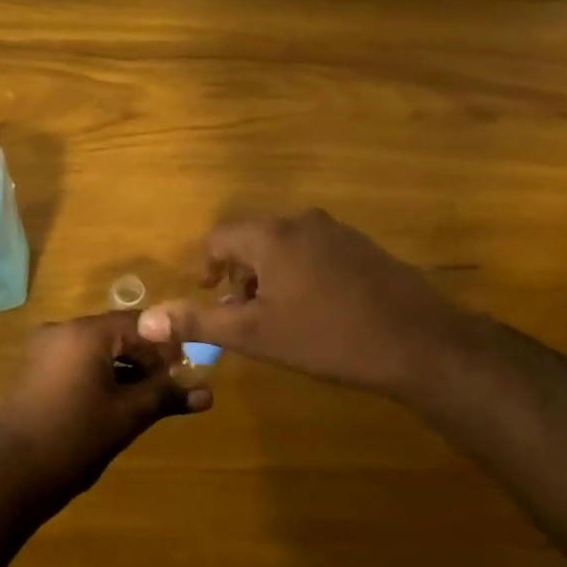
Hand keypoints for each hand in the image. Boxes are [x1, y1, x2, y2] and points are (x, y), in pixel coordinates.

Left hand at [0, 311, 210, 512]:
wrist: (8, 476)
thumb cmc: (74, 439)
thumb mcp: (127, 416)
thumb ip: (166, 396)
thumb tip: (208, 393)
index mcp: (85, 333)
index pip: (140, 323)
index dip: (167, 347)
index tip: (185, 373)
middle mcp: (61, 331)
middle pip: (117, 334)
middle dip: (146, 359)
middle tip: (168, 391)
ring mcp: (43, 350)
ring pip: (96, 350)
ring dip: (124, 369)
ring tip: (145, 402)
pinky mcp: (33, 371)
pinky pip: (76, 362)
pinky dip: (100, 376)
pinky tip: (113, 405)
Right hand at [139, 209, 451, 398]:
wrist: (419, 343)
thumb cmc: (326, 337)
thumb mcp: (255, 335)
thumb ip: (200, 322)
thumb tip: (147, 320)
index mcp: (271, 237)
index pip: (221, 237)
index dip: (206, 264)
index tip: (209, 293)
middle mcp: (303, 223)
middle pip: (254, 238)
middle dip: (239, 273)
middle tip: (239, 311)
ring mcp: (339, 233)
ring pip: (287, 245)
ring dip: (270, 274)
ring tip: (275, 315)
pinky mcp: (365, 248)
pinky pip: (316, 252)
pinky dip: (301, 273)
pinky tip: (316, 311)